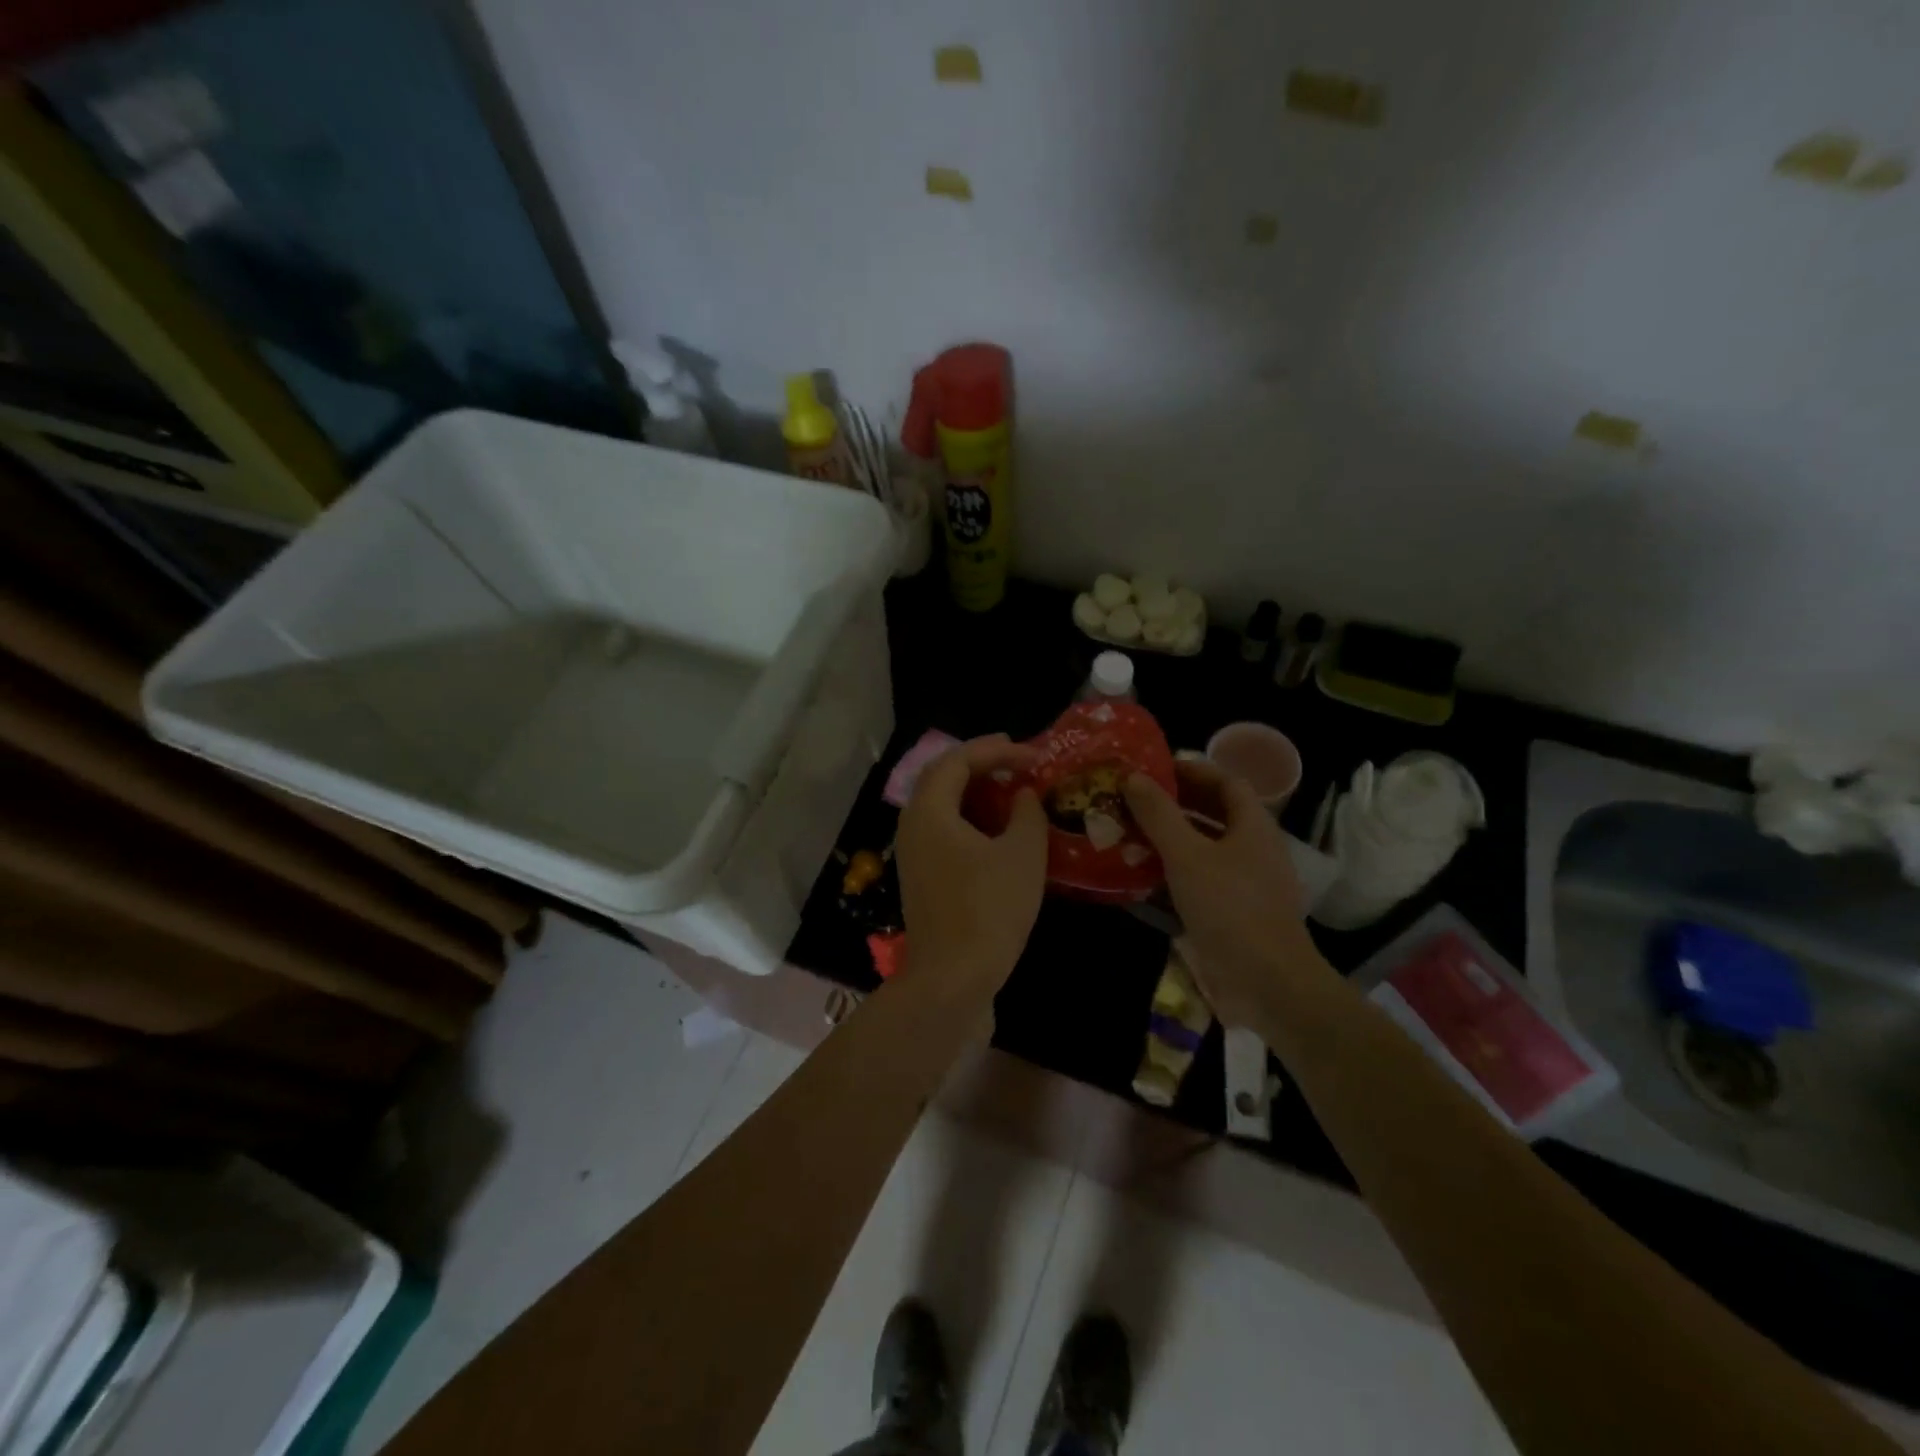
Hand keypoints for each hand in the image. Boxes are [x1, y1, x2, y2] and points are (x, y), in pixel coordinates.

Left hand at [897, 735, 1047, 986]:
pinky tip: (998, 828)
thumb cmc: (989, 909)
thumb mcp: (1022, 854)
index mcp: (930, 811)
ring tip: (1012, 788)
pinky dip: (970, 817)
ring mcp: (913, 852)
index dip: (997, 750)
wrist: (953, 977)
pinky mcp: (921, 874)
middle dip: (981, 762)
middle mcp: (913, 824)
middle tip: (1018, 759)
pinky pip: (943, 828)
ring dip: (975, 790)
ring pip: (941, 804)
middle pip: (942, 776)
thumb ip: (1027, 812)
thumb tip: (1022, 793)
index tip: (1034, 755)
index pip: (958, 759)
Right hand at [1124, 759, 1329, 1026]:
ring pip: (1205, 849)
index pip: (1226, 782)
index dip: (1192, 770)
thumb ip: (1159, 814)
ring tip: (1130, 833)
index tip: (1154, 768)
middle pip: (1215, 814)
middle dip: (1175, 804)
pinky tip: (1142, 878)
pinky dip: (1173, 872)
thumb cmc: (1230, 908)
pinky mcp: (1233, 913)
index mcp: (1253, 826)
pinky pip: (1201, 880)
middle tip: (1134, 800)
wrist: (1267, 983)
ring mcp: (1246, 884)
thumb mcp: (1187, 855)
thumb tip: (1134, 777)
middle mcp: (1254, 849)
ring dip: (1170, 839)